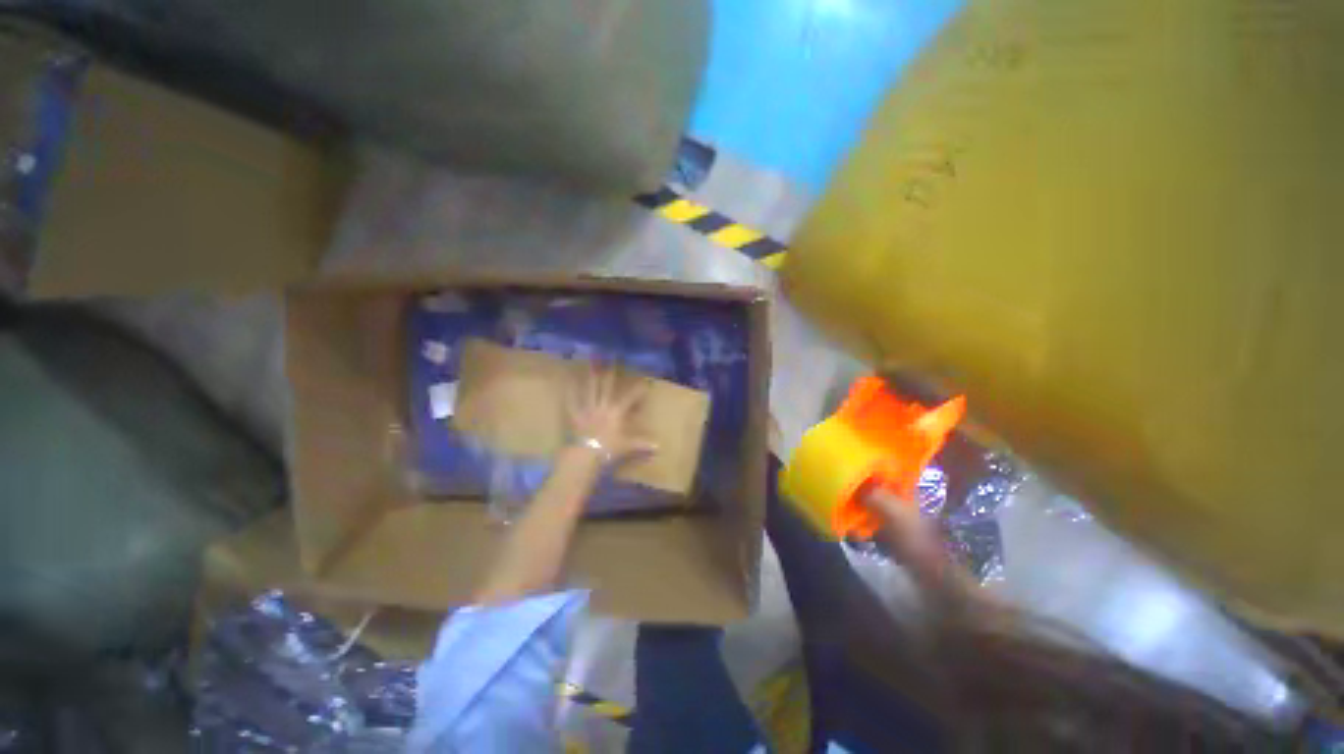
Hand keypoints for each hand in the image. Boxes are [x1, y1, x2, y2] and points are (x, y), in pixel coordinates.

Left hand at [566, 360, 657, 465]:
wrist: (584, 454)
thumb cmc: (607, 449)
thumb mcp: (627, 447)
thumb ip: (642, 444)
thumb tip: (659, 447)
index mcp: (616, 412)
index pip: (630, 398)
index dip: (638, 390)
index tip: (645, 381)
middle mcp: (602, 406)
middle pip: (607, 386)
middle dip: (611, 373)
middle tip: (612, 358)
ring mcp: (587, 409)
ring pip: (590, 389)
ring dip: (591, 376)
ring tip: (591, 362)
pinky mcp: (575, 415)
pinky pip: (572, 401)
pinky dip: (569, 391)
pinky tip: (567, 381)